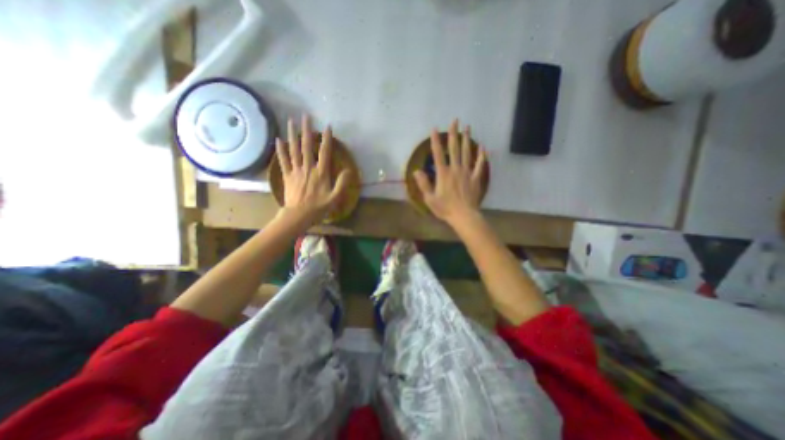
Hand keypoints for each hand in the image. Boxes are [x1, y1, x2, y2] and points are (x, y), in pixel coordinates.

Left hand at [276, 115, 348, 226]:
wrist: (299, 215)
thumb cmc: (319, 207)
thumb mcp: (335, 198)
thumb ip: (342, 183)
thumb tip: (348, 170)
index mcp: (321, 173)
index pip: (325, 152)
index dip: (327, 139)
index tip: (327, 127)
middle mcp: (308, 168)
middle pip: (307, 146)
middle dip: (307, 130)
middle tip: (305, 116)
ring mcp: (296, 171)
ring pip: (294, 149)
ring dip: (292, 135)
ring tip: (291, 121)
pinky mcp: (287, 175)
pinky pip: (283, 160)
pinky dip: (280, 149)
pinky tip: (279, 139)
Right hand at [413, 118, 489, 225]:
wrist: (463, 215)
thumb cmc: (445, 208)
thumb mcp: (429, 198)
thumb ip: (423, 183)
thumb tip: (417, 170)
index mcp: (443, 173)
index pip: (438, 154)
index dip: (436, 141)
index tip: (435, 129)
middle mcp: (455, 169)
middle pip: (454, 148)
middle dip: (454, 134)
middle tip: (455, 120)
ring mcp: (467, 172)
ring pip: (467, 153)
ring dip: (467, 140)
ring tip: (468, 127)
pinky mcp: (475, 178)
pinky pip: (479, 165)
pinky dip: (482, 156)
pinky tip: (483, 147)